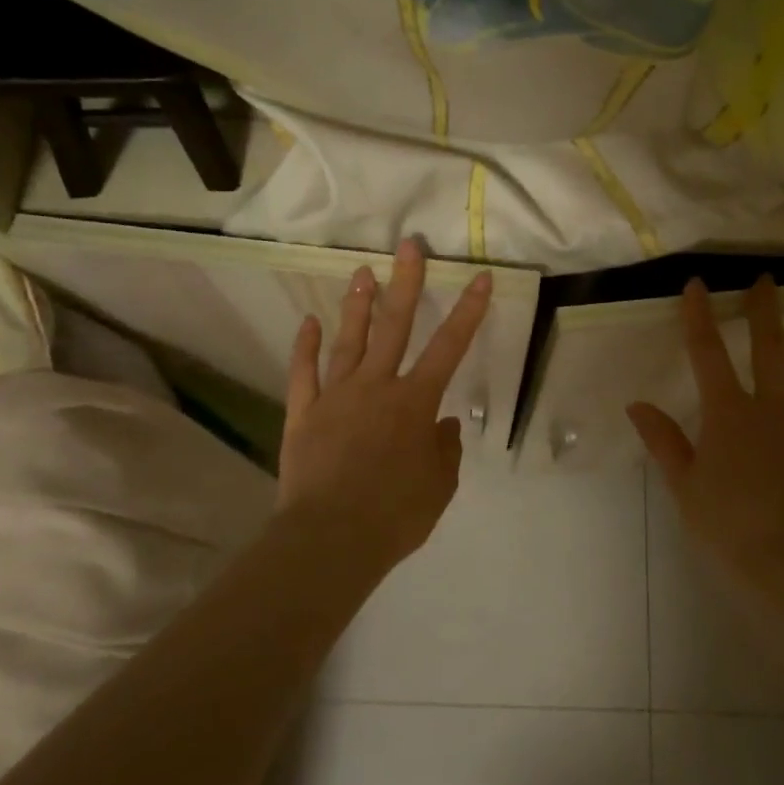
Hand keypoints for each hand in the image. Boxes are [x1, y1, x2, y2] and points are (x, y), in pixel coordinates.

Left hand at [278, 239, 492, 566]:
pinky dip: (306, 346)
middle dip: (406, 283)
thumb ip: (445, 450)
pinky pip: (304, 372)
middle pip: (395, 326)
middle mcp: (377, 387)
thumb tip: (444, 425)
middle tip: (409, 245)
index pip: (449, 347)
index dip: (468, 311)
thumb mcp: (439, 486)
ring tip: (362, 272)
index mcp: (415, 402)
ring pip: (349, 340)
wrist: (331, 538)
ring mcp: (336, 396)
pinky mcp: (304, 413)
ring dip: (358, 305)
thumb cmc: (396, 515)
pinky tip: (309, 322)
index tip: (479, 277)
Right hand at [627, 276, 783, 619]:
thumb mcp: (683, 482)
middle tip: (767, 280)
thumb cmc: (724, 521)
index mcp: (729, 412)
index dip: (699, 316)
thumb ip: (663, 440)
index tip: (698, 284)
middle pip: (769, 349)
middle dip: (765, 311)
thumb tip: (637, 405)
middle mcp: (770, 409)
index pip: (708, 353)